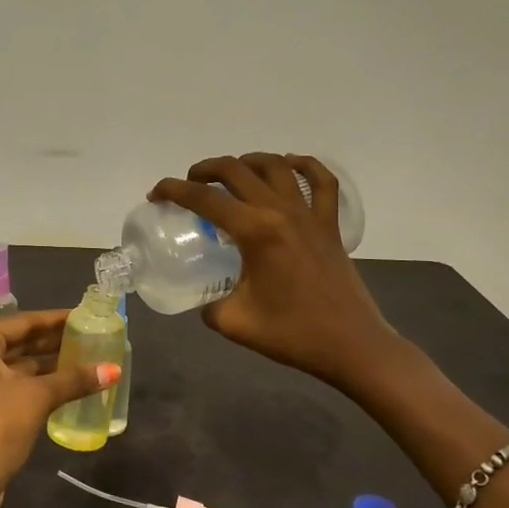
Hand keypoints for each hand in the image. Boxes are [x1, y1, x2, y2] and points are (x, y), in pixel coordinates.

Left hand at [0, 310, 118, 507]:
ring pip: (17, 367)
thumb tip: (113, 369)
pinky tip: (68, 387)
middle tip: (91, 337)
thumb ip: (73, 380)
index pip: (23, 322)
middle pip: (19, 343)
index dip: (56, 319)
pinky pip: (14, 387)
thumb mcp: (35, 399)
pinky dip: (38, 385)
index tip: (85, 315)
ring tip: (87, 359)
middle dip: (54, 342)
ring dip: (49, 365)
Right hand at [149, 153, 405, 394]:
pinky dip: (304, 165)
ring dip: (247, 161)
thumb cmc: (292, 334)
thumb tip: (206, 298)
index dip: (173, 190)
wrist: (352, 346)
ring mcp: (310, 214)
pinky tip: (289, 164)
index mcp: (255, 231)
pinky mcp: (330, 225)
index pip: (204, 198)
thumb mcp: (233, 322)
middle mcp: (281, 212)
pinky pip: (322, 182)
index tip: (156, 194)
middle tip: (189, 184)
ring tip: (231, 173)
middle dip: (204, 170)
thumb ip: (209, 305)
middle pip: (236, 170)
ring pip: (276, 165)